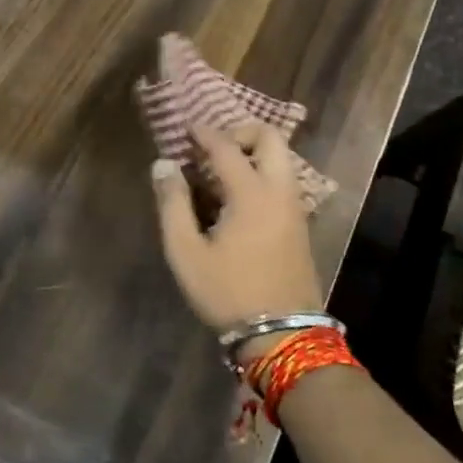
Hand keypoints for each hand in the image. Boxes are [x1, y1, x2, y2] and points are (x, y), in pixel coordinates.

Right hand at [152, 121, 322, 356]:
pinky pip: (282, 179)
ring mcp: (295, 207)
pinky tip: (236, 197)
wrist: (283, 335)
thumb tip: (163, 165)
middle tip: (211, 148)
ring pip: (280, 158)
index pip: (226, 146)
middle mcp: (280, 191)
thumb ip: (172, 204)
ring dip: (252, 152)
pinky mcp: (299, 223)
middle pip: (270, 137)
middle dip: (240, 131)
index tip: (185, 127)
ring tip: (219, 172)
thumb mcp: (186, 252)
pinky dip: (261, 171)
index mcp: (252, 194)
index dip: (203, 132)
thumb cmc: (228, 292)